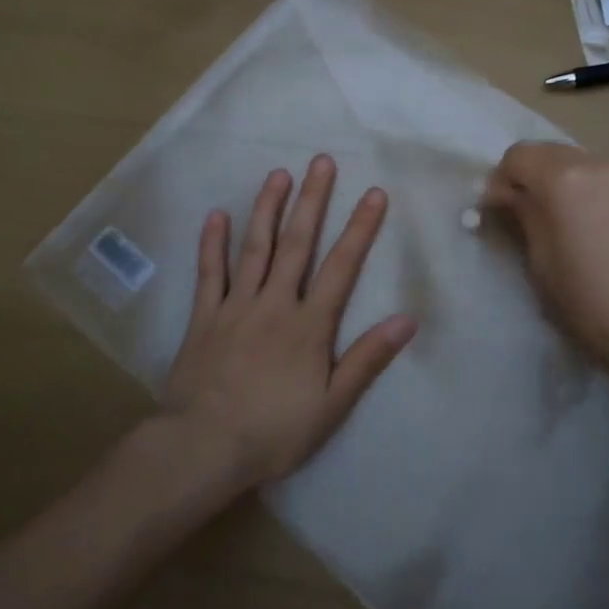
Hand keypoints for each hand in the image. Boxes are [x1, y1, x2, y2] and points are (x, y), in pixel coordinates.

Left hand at [162, 156, 418, 488]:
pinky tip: (216, 215)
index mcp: (309, 324)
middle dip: (312, 201)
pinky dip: (212, 243)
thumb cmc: (273, 431)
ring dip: (267, 208)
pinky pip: (209, 273)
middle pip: (296, 244)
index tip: (373, 194)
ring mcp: (235, 306)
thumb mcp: (331, 405)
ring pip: (254, 248)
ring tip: (278, 174)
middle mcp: (274, 303)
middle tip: (321, 161)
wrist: (202, 447)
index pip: (341, 267)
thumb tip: (406, 320)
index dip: (360, 229)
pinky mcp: (204, 317)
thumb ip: (367, 359)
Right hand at [484, 142, 608, 405]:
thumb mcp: (541, 262)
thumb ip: (522, 215)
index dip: (501, 180)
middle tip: (531, 216)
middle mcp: (602, 162)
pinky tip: (608, 229)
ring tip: (574, 224)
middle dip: (535, 179)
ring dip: (570, 185)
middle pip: (553, 154)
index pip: (518, 156)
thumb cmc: (591, 302)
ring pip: (587, 165)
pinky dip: (601, 194)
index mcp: (566, 179)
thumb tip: (506, 195)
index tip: (498, 210)